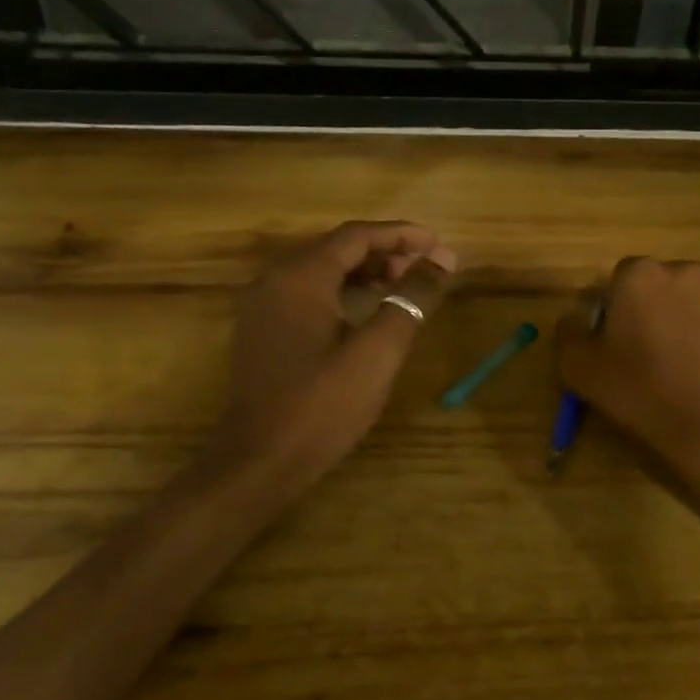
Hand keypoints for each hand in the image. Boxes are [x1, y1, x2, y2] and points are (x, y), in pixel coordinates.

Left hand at [206, 221, 455, 494]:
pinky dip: (342, 291)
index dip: (401, 235)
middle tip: (425, 269)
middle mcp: (275, 280)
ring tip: (403, 286)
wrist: (257, 463)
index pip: (356, 236)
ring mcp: (263, 306)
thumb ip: (410, 300)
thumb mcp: (377, 353)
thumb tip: (442, 261)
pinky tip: (366, 311)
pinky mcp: (262, 331)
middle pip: (336, 248)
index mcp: (300, 278)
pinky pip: (308, 293)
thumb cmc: (321, 407)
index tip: (438, 245)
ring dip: (365, 271)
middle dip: (385, 252)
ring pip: (321, 270)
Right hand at [555, 257, 699, 469]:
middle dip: (648, 310)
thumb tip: (574, 318)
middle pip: (657, 286)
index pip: (617, 279)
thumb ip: (568, 332)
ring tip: (676, 366)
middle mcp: (686, 271)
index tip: (613, 343)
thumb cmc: (640, 391)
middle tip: (642, 354)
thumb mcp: (579, 367)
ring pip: (689, 302)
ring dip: (679, 321)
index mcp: (641, 274)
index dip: (612, 311)